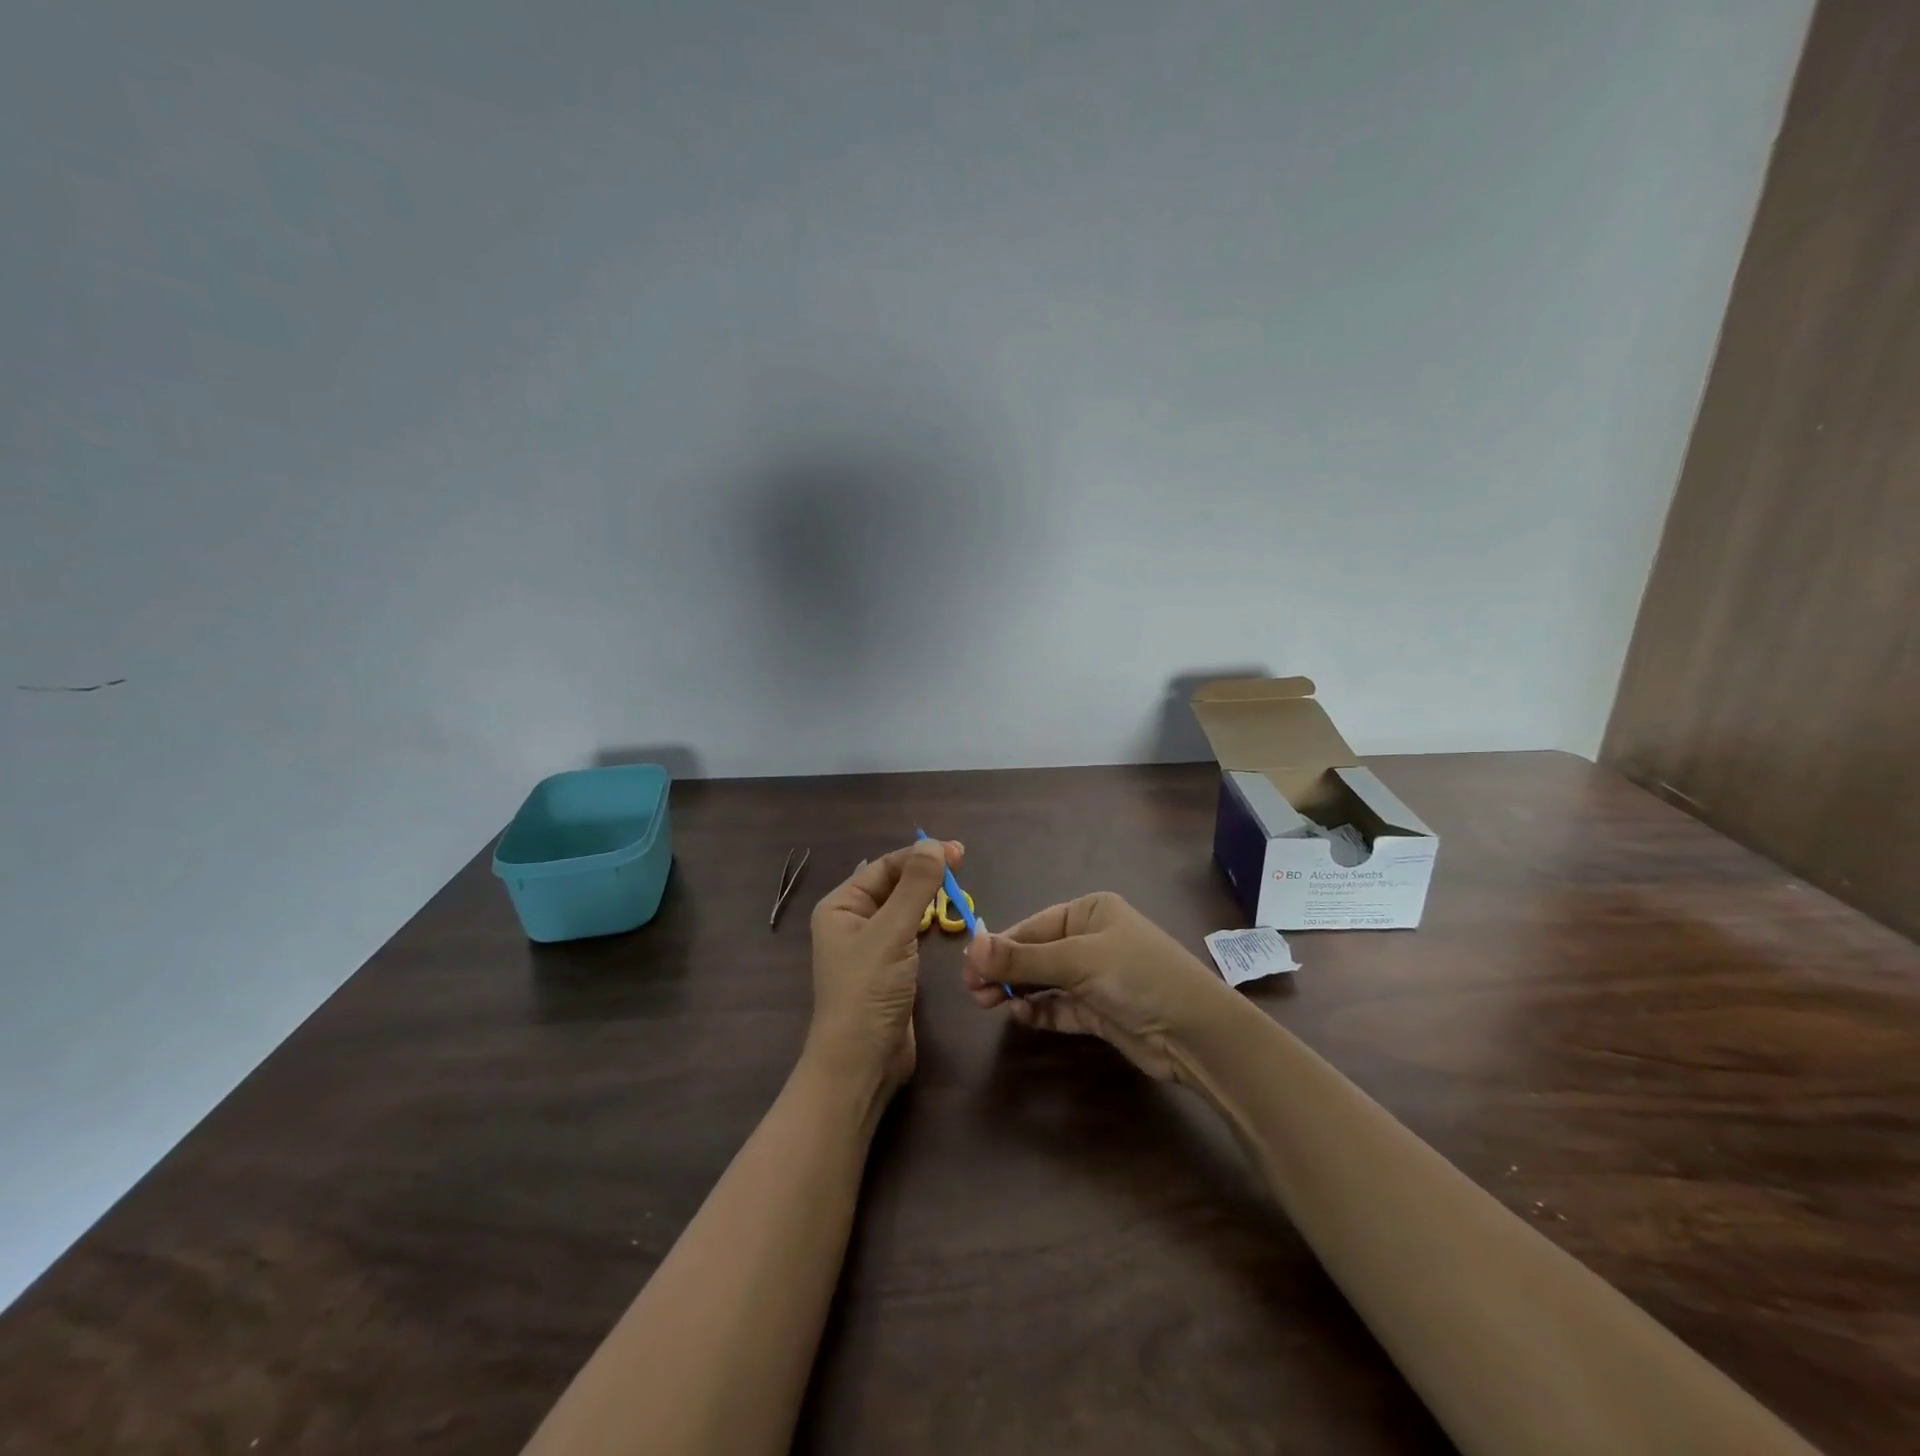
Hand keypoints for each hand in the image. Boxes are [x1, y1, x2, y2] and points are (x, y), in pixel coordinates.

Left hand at [806, 838, 960, 1092]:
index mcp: (841, 906)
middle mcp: (851, 921)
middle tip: (963, 866)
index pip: (884, 867)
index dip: (920, 855)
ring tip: (959, 889)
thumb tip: (933, 844)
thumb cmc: (868, 991)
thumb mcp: (892, 933)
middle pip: (893, 884)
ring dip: (928, 896)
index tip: (958, 852)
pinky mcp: (888, 968)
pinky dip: (927, 921)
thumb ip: (915, 887)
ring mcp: (870, 946)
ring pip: (903, 908)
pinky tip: (945, 920)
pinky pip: (909, 932)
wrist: (861, 1063)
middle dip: (925, 873)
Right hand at [962, 892, 1235, 1082]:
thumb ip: (1023, 957)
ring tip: (985, 1003)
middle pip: (1036, 953)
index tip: (968, 966)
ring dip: (1017, 991)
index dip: (999, 945)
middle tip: (972, 990)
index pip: (1033, 926)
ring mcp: (1096, 977)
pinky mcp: (1099, 1011)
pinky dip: (1039, 1010)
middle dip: (1004, 970)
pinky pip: (1060, 1007)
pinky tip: (1019, 1015)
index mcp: (1090, 911)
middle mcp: (1091, 939)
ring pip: (1044, 981)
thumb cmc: (1136, 976)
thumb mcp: (1077, 960)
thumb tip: (972, 945)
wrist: (1195, 1032)